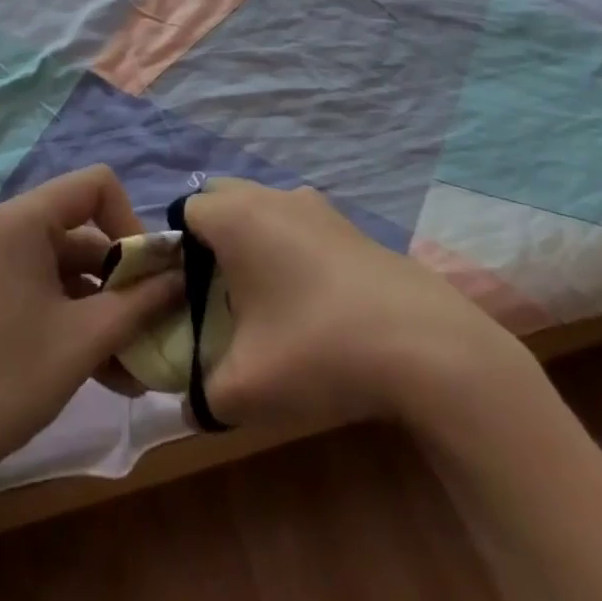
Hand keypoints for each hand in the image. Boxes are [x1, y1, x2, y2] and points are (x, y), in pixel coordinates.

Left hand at [0, 166, 182, 491]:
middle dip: (124, 279)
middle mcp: (6, 228)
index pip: (96, 185)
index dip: (131, 221)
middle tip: (154, 325)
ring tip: (138, 367)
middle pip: (84, 231)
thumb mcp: (85, 339)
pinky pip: (45, 291)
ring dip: (105, 310)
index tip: (148, 273)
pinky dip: (76, 321)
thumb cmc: (9, 378)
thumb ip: (141, 302)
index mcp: (23, 219)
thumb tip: (183, 277)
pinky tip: (108, 374)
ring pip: (68, 270)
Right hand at [183, 179, 539, 438]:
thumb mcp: (246, 388)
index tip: (186, 294)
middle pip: (223, 198)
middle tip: (218, 291)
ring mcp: (317, 206)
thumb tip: (193, 403)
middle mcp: (272, 197)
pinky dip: (291, 248)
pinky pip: (300, 224)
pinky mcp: (350, 225)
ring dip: (254, 240)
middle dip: (212, 236)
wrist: (425, 345)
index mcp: (236, 216)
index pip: (185, 210)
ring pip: (264, 208)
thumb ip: (203, 394)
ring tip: (265, 299)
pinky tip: (311, 301)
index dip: (177, 249)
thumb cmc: (317, 349)